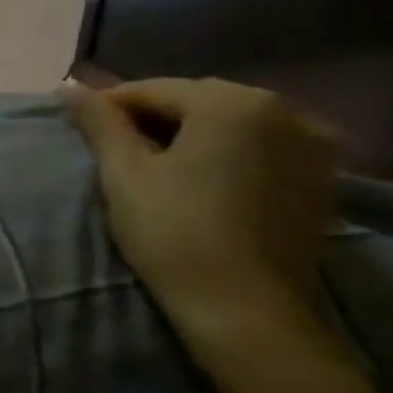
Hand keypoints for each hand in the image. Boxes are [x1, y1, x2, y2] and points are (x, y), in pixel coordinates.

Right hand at [64, 77, 338, 340]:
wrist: (245, 307)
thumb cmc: (173, 229)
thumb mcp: (123, 170)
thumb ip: (99, 121)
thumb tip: (69, 86)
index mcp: (233, 103)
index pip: (152, 90)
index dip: (108, 107)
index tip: (78, 130)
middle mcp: (285, 110)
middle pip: (196, 101)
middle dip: (150, 117)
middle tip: (111, 147)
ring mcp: (313, 144)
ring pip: (229, 122)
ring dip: (188, 133)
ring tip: (151, 161)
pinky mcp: (322, 177)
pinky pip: (260, 145)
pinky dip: (224, 150)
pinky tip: (197, 175)